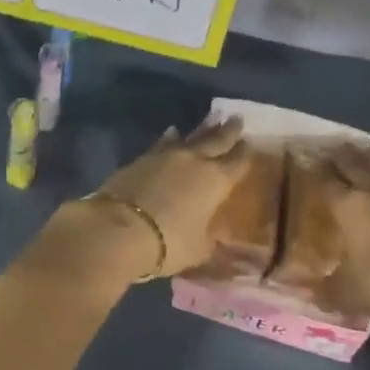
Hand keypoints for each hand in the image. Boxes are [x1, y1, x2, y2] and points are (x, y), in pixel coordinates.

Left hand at [44, 118, 251, 283]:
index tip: (250, 143)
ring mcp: (165, 156)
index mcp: (216, 181)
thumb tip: (217, 239)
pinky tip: (171, 133)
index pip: (237, 162)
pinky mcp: (141, 159)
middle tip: (237, 118)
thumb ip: (211, 241)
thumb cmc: (169, 243)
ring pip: (189, 137)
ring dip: (201, 129)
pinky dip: (170, 138)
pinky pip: (162, 144)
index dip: (245, 154)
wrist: (119, 229)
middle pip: (216, 141)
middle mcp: (194, 161)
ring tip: (210, 120)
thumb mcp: (199, 250)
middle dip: (228, 131)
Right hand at [317, 143, 369, 326]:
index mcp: (349, 208)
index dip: (313, 171)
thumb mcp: (351, 294)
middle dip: (338, 156)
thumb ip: (325, 291)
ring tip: (358, 145)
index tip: (303, 159)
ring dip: (368, 156)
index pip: (325, 183)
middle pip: (353, 166)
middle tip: (327, 146)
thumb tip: (302, 292)